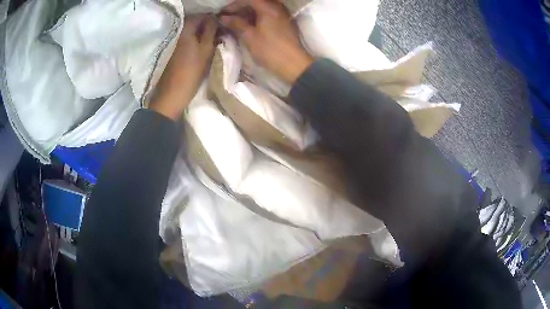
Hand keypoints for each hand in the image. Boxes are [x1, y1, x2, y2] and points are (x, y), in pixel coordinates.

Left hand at [151, 15, 216, 119]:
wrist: (171, 95)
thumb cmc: (190, 72)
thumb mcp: (205, 50)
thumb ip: (210, 31)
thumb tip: (214, 19)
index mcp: (185, 30)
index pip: (200, 16)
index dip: (212, 19)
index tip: (221, 26)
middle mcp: (177, 33)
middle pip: (193, 23)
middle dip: (205, 25)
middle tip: (216, 33)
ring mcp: (173, 43)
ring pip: (189, 32)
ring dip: (199, 33)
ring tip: (209, 41)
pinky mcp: (171, 52)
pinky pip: (184, 40)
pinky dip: (192, 40)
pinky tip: (198, 48)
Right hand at [221, 0, 313, 84]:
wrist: (294, 64)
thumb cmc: (270, 50)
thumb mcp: (249, 36)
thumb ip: (236, 23)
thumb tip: (224, 17)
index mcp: (268, 7)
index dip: (234, 5)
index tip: (224, 13)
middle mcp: (277, 7)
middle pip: (256, 2)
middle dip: (241, 8)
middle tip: (229, 18)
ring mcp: (282, 14)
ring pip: (262, 8)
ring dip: (249, 13)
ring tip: (237, 23)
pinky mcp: (284, 22)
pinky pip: (268, 14)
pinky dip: (257, 18)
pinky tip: (249, 26)